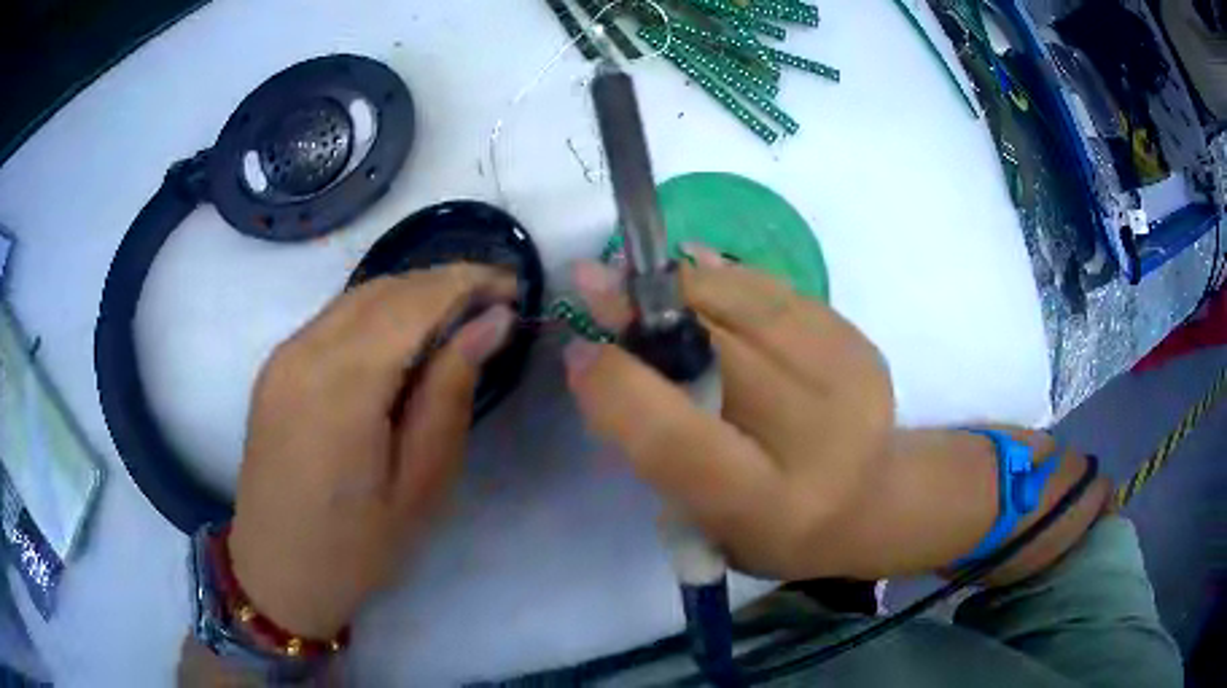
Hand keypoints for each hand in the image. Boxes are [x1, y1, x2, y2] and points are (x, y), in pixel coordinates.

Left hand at [228, 265, 517, 638]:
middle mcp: (304, 352)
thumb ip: (450, 393)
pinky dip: (379, 313)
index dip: (467, 283)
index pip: (413, 302)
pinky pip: (334, 319)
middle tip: (494, 301)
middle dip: (444, 282)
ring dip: (412, 294)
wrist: (278, 572)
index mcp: (341, 386)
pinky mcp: (276, 367)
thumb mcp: (421, 484)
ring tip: (459, 316)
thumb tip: (489, 322)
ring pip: (358, 297)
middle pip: (385, 289)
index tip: (514, 288)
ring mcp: (283, 356)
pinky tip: (405, 338)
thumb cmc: (357, 548)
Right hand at [564, 247, 893, 579]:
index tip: (578, 351)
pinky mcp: (860, 344)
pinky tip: (698, 270)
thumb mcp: (707, 521)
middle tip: (593, 280)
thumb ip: (660, 449)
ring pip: (749, 307)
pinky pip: (781, 293)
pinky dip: (730, 277)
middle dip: (643, 311)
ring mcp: (848, 382)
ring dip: (683, 283)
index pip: (676, 440)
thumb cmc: (775, 528)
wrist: (872, 502)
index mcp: (765, 505)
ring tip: (640, 273)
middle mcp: (813, 440)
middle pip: (717, 353)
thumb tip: (610, 358)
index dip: (618, 388)